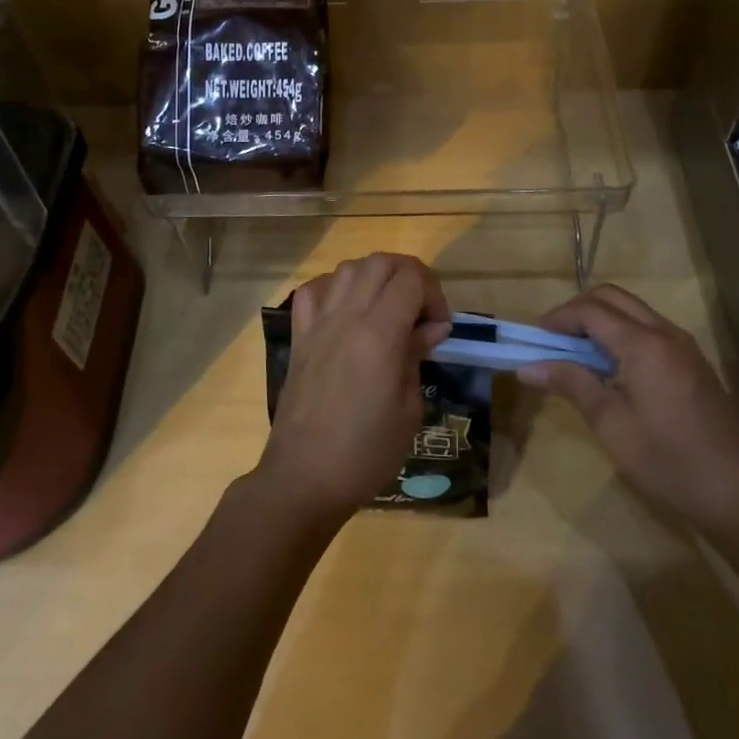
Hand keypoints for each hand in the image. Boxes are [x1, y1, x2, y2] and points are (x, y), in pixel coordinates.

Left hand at [255, 253, 450, 527]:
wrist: (304, 477)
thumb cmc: (366, 452)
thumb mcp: (408, 409)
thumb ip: (416, 356)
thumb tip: (430, 327)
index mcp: (379, 333)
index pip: (411, 279)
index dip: (434, 293)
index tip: (439, 326)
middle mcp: (347, 316)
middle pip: (380, 262)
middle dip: (408, 275)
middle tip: (420, 310)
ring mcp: (318, 322)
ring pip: (347, 268)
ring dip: (374, 276)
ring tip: (386, 307)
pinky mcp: (299, 336)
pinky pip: (313, 291)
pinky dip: (334, 288)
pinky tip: (346, 310)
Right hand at [519, 284, 738, 533]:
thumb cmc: (668, 461)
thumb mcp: (611, 424)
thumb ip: (571, 384)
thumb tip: (527, 366)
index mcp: (643, 344)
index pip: (590, 310)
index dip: (558, 318)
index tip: (534, 339)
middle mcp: (665, 333)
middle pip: (613, 297)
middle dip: (578, 310)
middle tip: (554, 339)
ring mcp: (684, 346)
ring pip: (633, 310)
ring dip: (601, 319)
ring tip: (577, 352)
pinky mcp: (693, 362)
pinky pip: (649, 328)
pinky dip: (622, 332)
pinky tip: (611, 367)